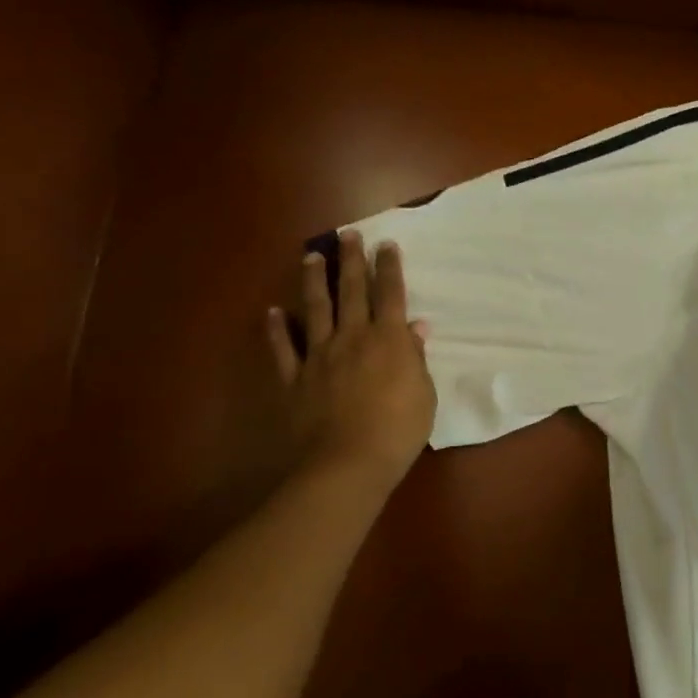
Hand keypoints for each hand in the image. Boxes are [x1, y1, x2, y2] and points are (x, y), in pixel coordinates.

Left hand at [266, 231, 437, 488]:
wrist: (347, 463)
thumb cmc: (398, 430)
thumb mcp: (423, 394)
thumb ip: (415, 358)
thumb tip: (414, 328)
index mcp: (388, 340)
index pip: (390, 294)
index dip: (389, 268)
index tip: (386, 244)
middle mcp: (352, 338)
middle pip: (352, 291)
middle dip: (352, 261)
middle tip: (348, 235)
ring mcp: (318, 356)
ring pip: (315, 309)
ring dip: (314, 280)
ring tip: (312, 256)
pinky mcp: (294, 379)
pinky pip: (283, 348)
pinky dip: (277, 329)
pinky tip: (273, 312)